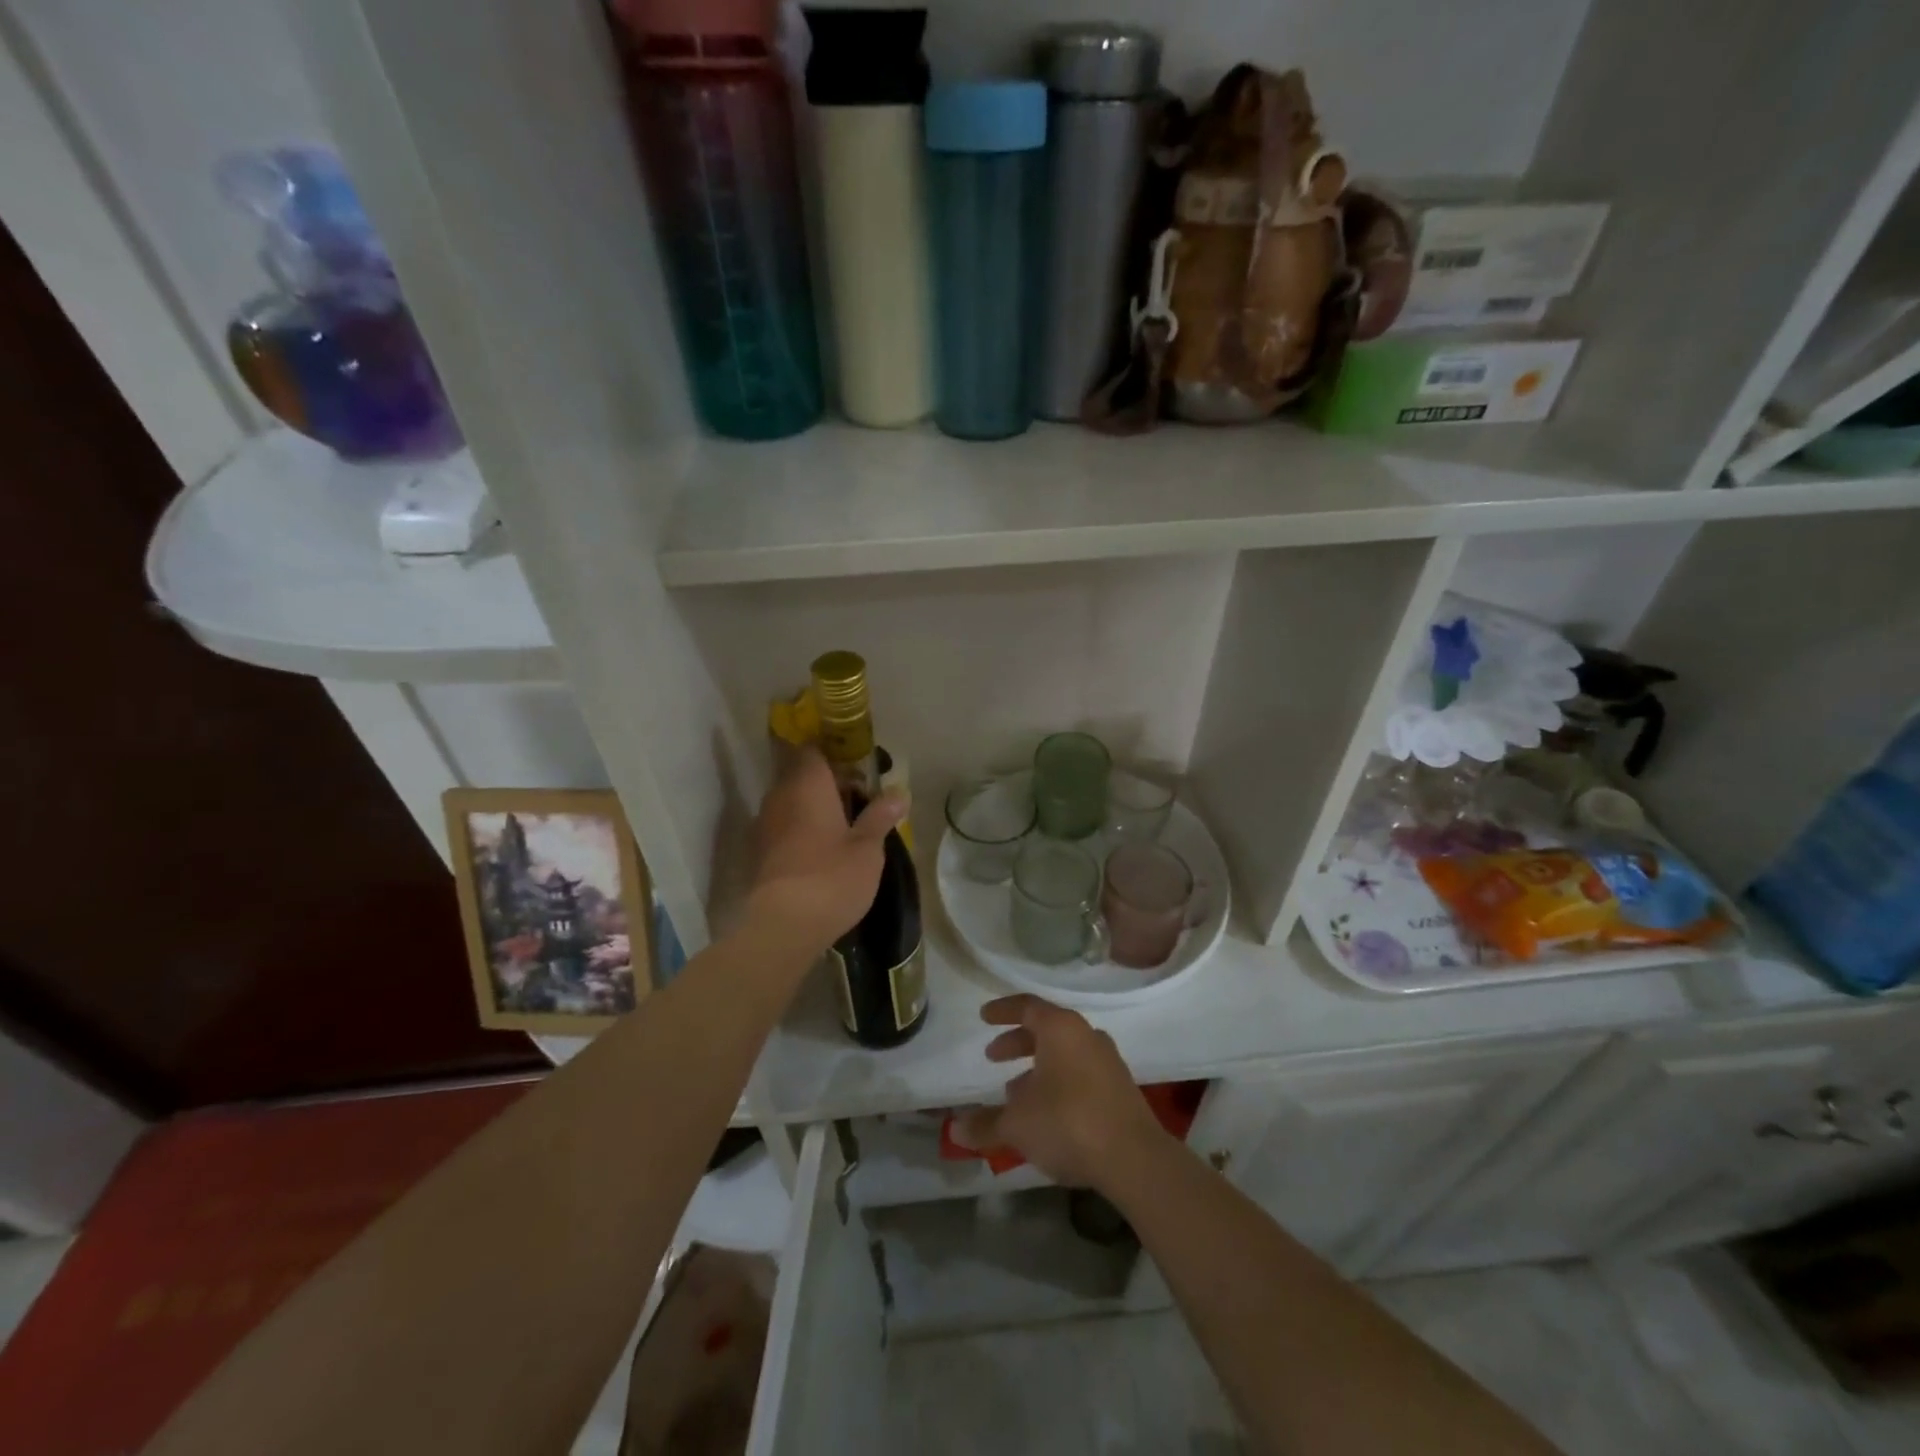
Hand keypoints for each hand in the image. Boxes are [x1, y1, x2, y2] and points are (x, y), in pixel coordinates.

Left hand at [748, 747, 905, 953]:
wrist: (783, 925)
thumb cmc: (832, 877)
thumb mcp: (868, 848)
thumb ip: (881, 816)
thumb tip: (899, 793)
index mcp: (807, 784)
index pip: (813, 749)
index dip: (835, 754)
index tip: (858, 768)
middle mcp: (780, 795)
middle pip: (801, 775)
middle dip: (828, 783)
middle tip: (859, 800)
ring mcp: (764, 824)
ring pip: (791, 802)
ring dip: (814, 808)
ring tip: (844, 828)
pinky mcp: (758, 852)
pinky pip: (783, 826)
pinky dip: (801, 830)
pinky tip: (821, 851)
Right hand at [952, 995, 1166, 1190]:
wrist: (1135, 1158)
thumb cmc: (1068, 1123)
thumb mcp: (1017, 1125)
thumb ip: (985, 1124)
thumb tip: (954, 1129)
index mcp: (1060, 1028)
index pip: (1026, 1006)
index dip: (1002, 1011)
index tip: (984, 1017)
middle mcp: (1086, 1035)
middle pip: (1046, 1028)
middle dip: (1017, 1042)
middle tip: (993, 1057)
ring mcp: (1107, 1061)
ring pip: (1064, 1053)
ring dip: (1038, 1066)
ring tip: (1015, 1091)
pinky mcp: (1120, 1088)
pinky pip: (1080, 1073)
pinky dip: (1058, 1082)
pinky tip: (1047, 1112)